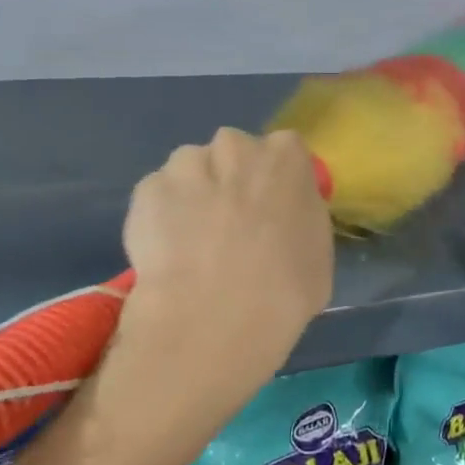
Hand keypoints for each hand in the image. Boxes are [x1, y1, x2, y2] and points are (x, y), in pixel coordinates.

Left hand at [112, 128, 332, 419]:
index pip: (284, 152)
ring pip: (190, 170)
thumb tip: (284, 222)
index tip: (270, 212)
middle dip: (230, 179)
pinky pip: (157, 197)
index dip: (275, 183)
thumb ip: (301, 221)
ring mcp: (186, 165)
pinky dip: (160, 218)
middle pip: (233, 153)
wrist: (213, 318)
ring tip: (192, 244)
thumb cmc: (285, 290)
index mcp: (285, 157)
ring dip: (193, 194)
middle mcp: (235, 146)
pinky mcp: (146, 191)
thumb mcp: (318, 254)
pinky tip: (167, 255)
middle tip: (230, 227)